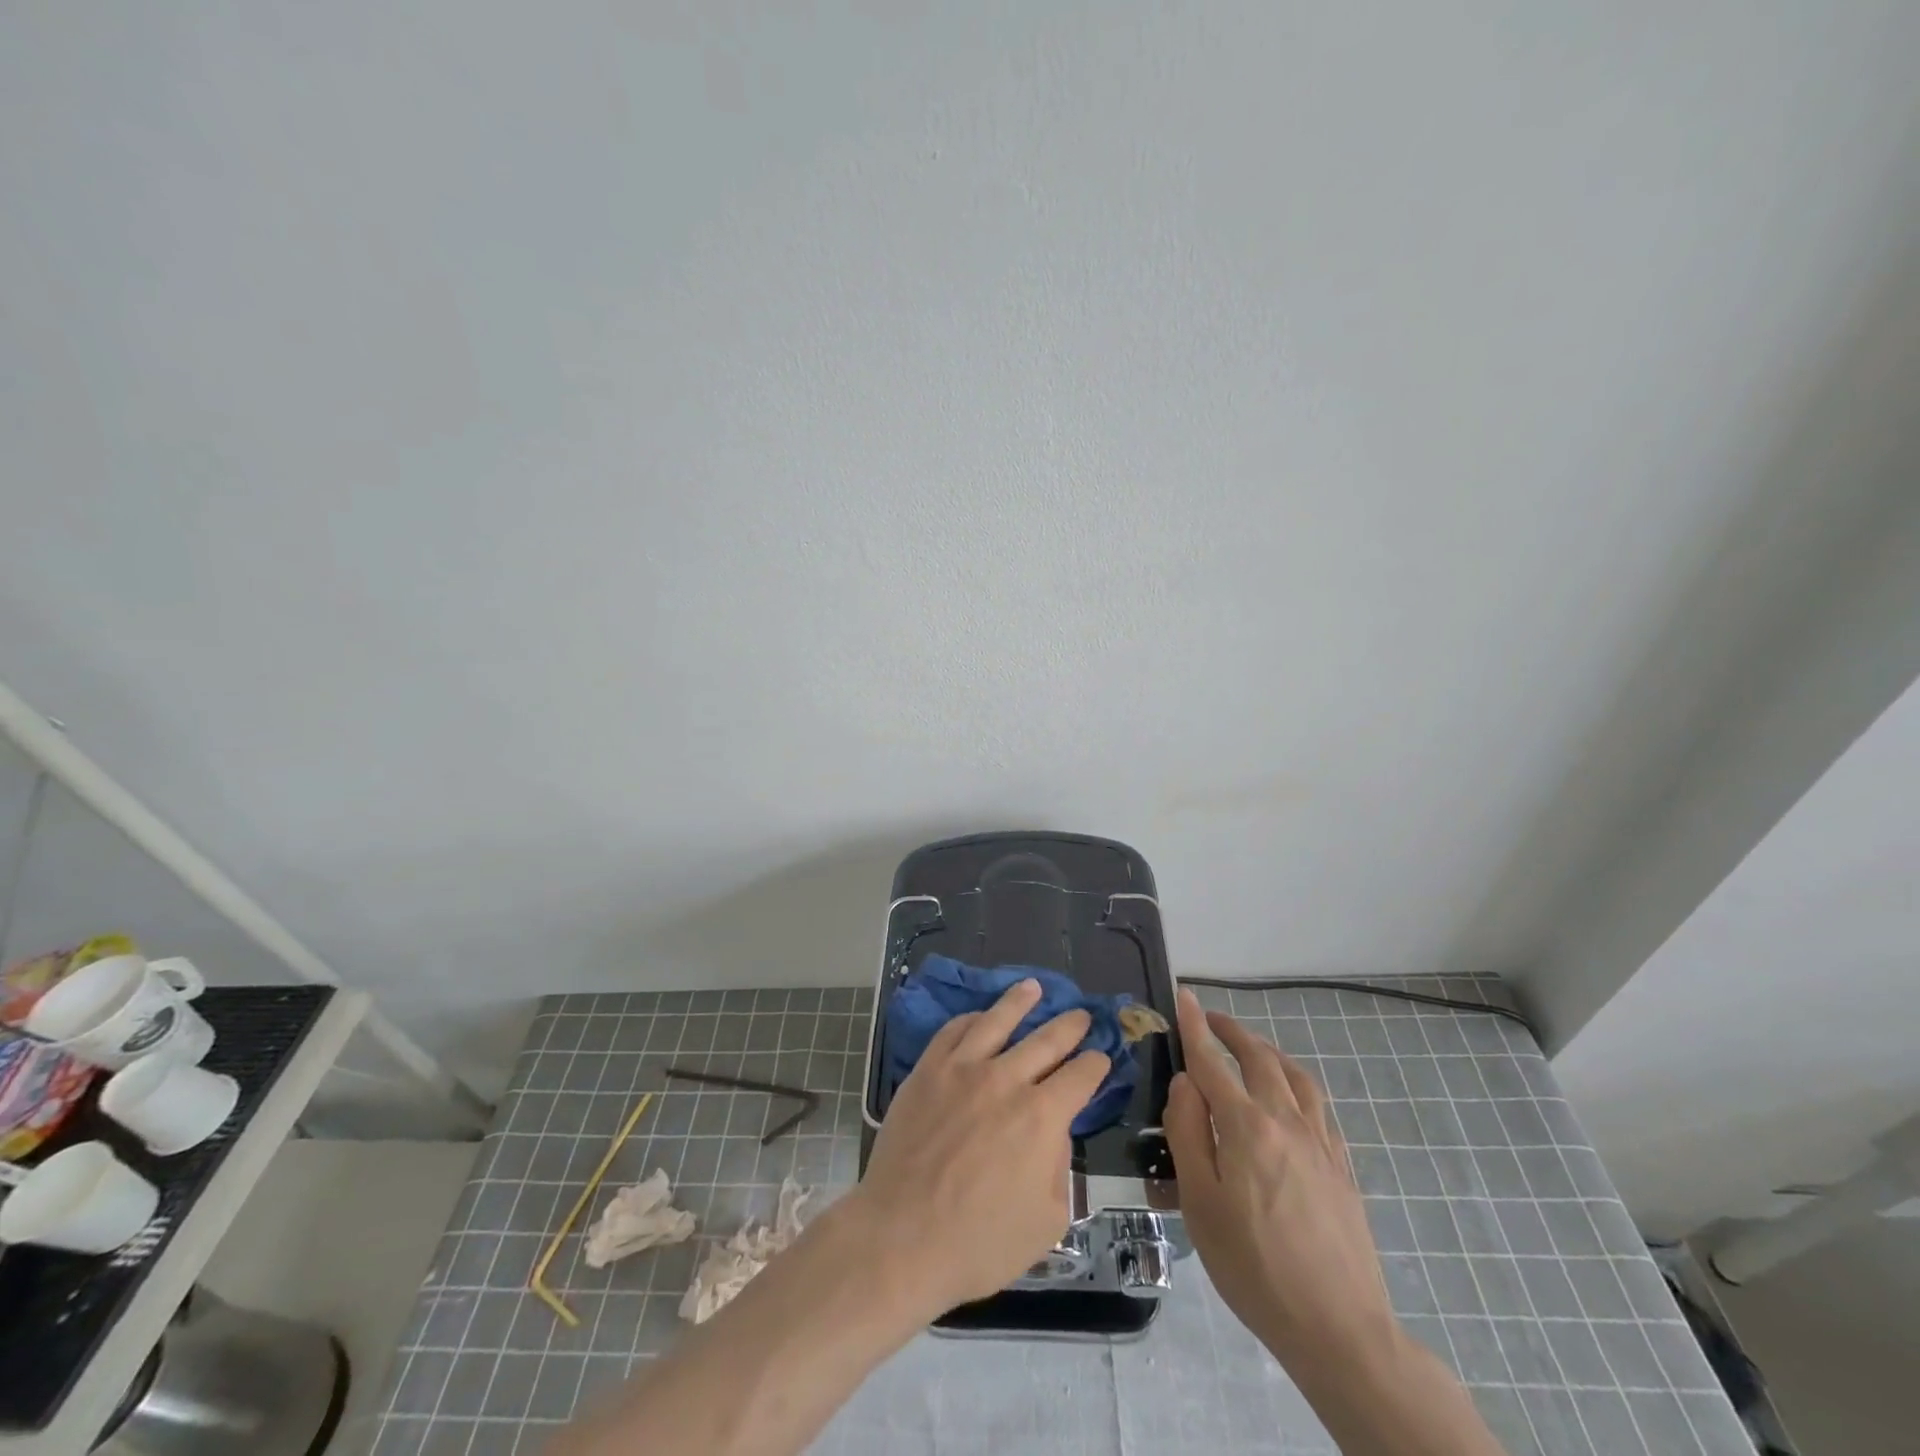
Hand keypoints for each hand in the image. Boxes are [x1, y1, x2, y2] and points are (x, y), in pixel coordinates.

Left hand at [848, 979, 1110, 1314]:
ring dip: (1020, 1001)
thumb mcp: (1046, 1221)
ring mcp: (962, 1069)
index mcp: (1042, 1117)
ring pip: (997, 1020)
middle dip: (1070, 1026)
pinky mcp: (927, 1070)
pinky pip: (953, 1031)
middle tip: (1082, 1015)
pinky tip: (979, 1015)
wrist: (901, 1237)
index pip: (1080, 1076)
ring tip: (1033, 987)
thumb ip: (1059, 1169)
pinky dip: (971, 1019)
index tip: (1101, 1058)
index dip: (1096, 1065)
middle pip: (1047, 1040)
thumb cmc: (979, 1242)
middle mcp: (1006, 1080)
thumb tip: (1053, 1134)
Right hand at [1164, 987, 1396, 1368]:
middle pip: (1258, 1058)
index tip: (1185, 995)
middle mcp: (1286, 1120)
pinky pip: (1318, 1105)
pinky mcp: (1341, 1166)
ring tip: (1251, 1049)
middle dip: (1232, 1031)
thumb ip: (1188, 1133)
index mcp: (1246, 1126)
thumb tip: (1186, 1083)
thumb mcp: (1200, 1203)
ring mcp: (1320, 1142)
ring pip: (1295, 1075)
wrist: (1338, 1327)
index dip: (1195, 1027)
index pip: (1212, 1062)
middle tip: (1212, 1019)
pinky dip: (1297, 1082)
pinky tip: (1291, 1097)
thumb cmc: (1253, 1266)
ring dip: (1268, 1051)